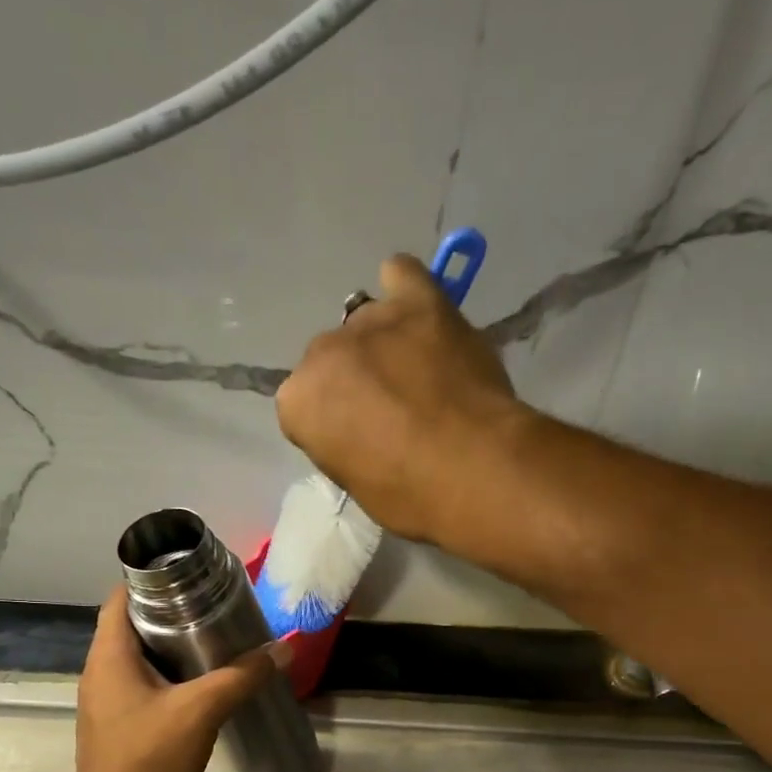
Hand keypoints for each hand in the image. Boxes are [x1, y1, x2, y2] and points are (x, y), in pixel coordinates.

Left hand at [66, 587, 287, 771]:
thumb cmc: (148, 758)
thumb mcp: (201, 710)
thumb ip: (242, 676)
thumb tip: (284, 649)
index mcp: (109, 657)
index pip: (120, 598)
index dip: (151, 580)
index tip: (193, 576)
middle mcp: (103, 674)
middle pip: (134, 627)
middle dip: (174, 614)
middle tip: (218, 607)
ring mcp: (111, 705)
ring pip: (144, 662)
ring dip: (177, 651)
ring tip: (220, 641)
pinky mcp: (125, 730)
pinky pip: (150, 690)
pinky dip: (176, 681)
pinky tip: (210, 687)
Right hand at [276, 254, 525, 544]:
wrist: (473, 469)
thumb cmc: (411, 497)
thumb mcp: (358, 484)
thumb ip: (344, 444)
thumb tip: (360, 429)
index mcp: (297, 403)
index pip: (304, 405)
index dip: (334, 423)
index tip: (361, 440)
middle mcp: (321, 353)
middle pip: (331, 359)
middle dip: (355, 380)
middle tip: (394, 410)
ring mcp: (370, 320)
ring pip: (366, 322)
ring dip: (384, 344)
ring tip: (420, 372)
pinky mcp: (419, 300)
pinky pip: (401, 275)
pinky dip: (406, 289)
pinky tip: (418, 309)